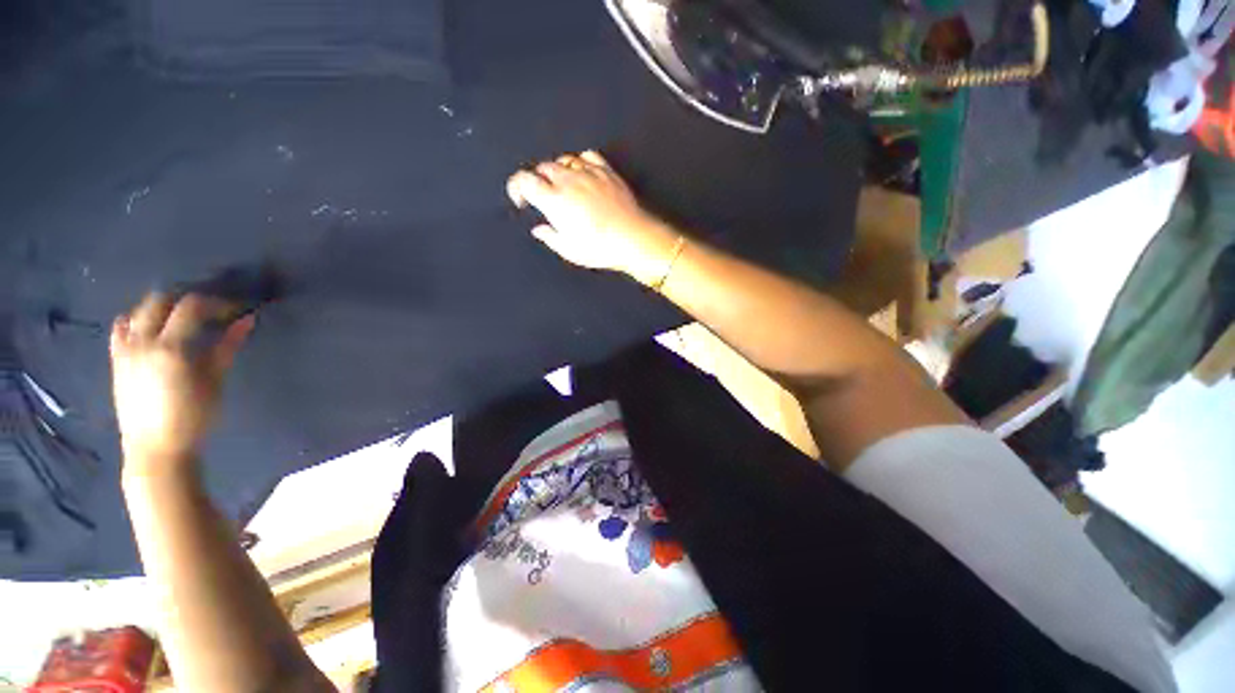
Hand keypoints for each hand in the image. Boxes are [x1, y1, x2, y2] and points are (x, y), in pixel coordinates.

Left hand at [110, 292, 254, 475]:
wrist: (155, 448)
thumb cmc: (193, 417)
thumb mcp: (215, 381)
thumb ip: (227, 347)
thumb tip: (247, 319)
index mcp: (170, 347)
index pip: (191, 307)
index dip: (214, 302)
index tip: (234, 307)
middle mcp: (142, 342)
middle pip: (159, 301)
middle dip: (185, 298)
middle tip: (208, 309)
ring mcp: (124, 350)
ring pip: (138, 311)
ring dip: (161, 307)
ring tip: (180, 318)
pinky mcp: (116, 360)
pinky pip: (121, 329)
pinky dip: (135, 321)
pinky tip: (149, 329)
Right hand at [507, 150, 679, 285]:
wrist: (632, 238)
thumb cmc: (600, 247)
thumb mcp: (569, 249)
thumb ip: (550, 237)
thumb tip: (539, 230)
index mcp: (554, 199)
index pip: (524, 180)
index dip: (516, 187)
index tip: (521, 200)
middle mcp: (568, 180)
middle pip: (543, 168)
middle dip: (538, 180)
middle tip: (543, 196)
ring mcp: (589, 173)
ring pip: (564, 159)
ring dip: (557, 170)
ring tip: (562, 186)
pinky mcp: (606, 171)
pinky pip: (587, 155)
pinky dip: (579, 161)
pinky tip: (582, 172)